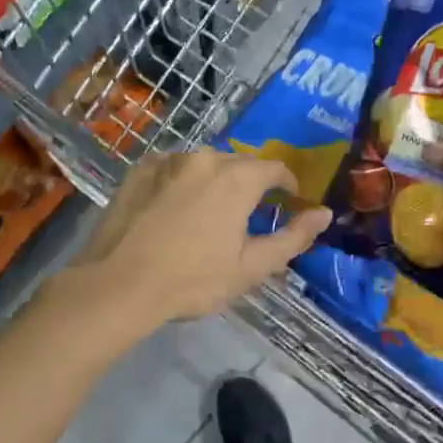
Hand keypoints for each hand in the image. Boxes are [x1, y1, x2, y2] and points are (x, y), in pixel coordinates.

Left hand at [70, 149, 329, 327]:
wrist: (118, 285)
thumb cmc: (193, 280)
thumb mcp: (251, 267)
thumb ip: (293, 237)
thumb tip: (324, 213)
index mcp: (236, 178)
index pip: (274, 168)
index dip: (287, 183)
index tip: (289, 201)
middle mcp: (204, 158)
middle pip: (239, 163)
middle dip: (250, 184)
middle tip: (248, 215)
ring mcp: (167, 161)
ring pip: (204, 164)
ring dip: (214, 182)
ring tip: (210, 214)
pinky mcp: (139, 171)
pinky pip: (173, 169)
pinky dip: (183, 183)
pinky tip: (175, 210)